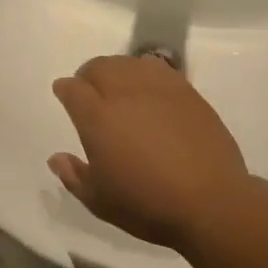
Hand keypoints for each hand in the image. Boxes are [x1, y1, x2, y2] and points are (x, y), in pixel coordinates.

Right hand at [48, 56, 250, 251]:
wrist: (211, 202)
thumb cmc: (147, 205)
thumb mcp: (100, 201)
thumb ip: (73, 176)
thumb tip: (56, 157)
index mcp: (97, 117)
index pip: (72, 88)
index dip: (65, 90)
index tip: (64, 95)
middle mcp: (124, 93)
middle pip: (99, 67)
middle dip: (89, 75)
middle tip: (90, 91)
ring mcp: (158, 88)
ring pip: (128, 63)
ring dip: (117, 70)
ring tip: (120, 87)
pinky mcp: (186, 91)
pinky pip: (158, 69)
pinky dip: (146, 72)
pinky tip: (149, 89)